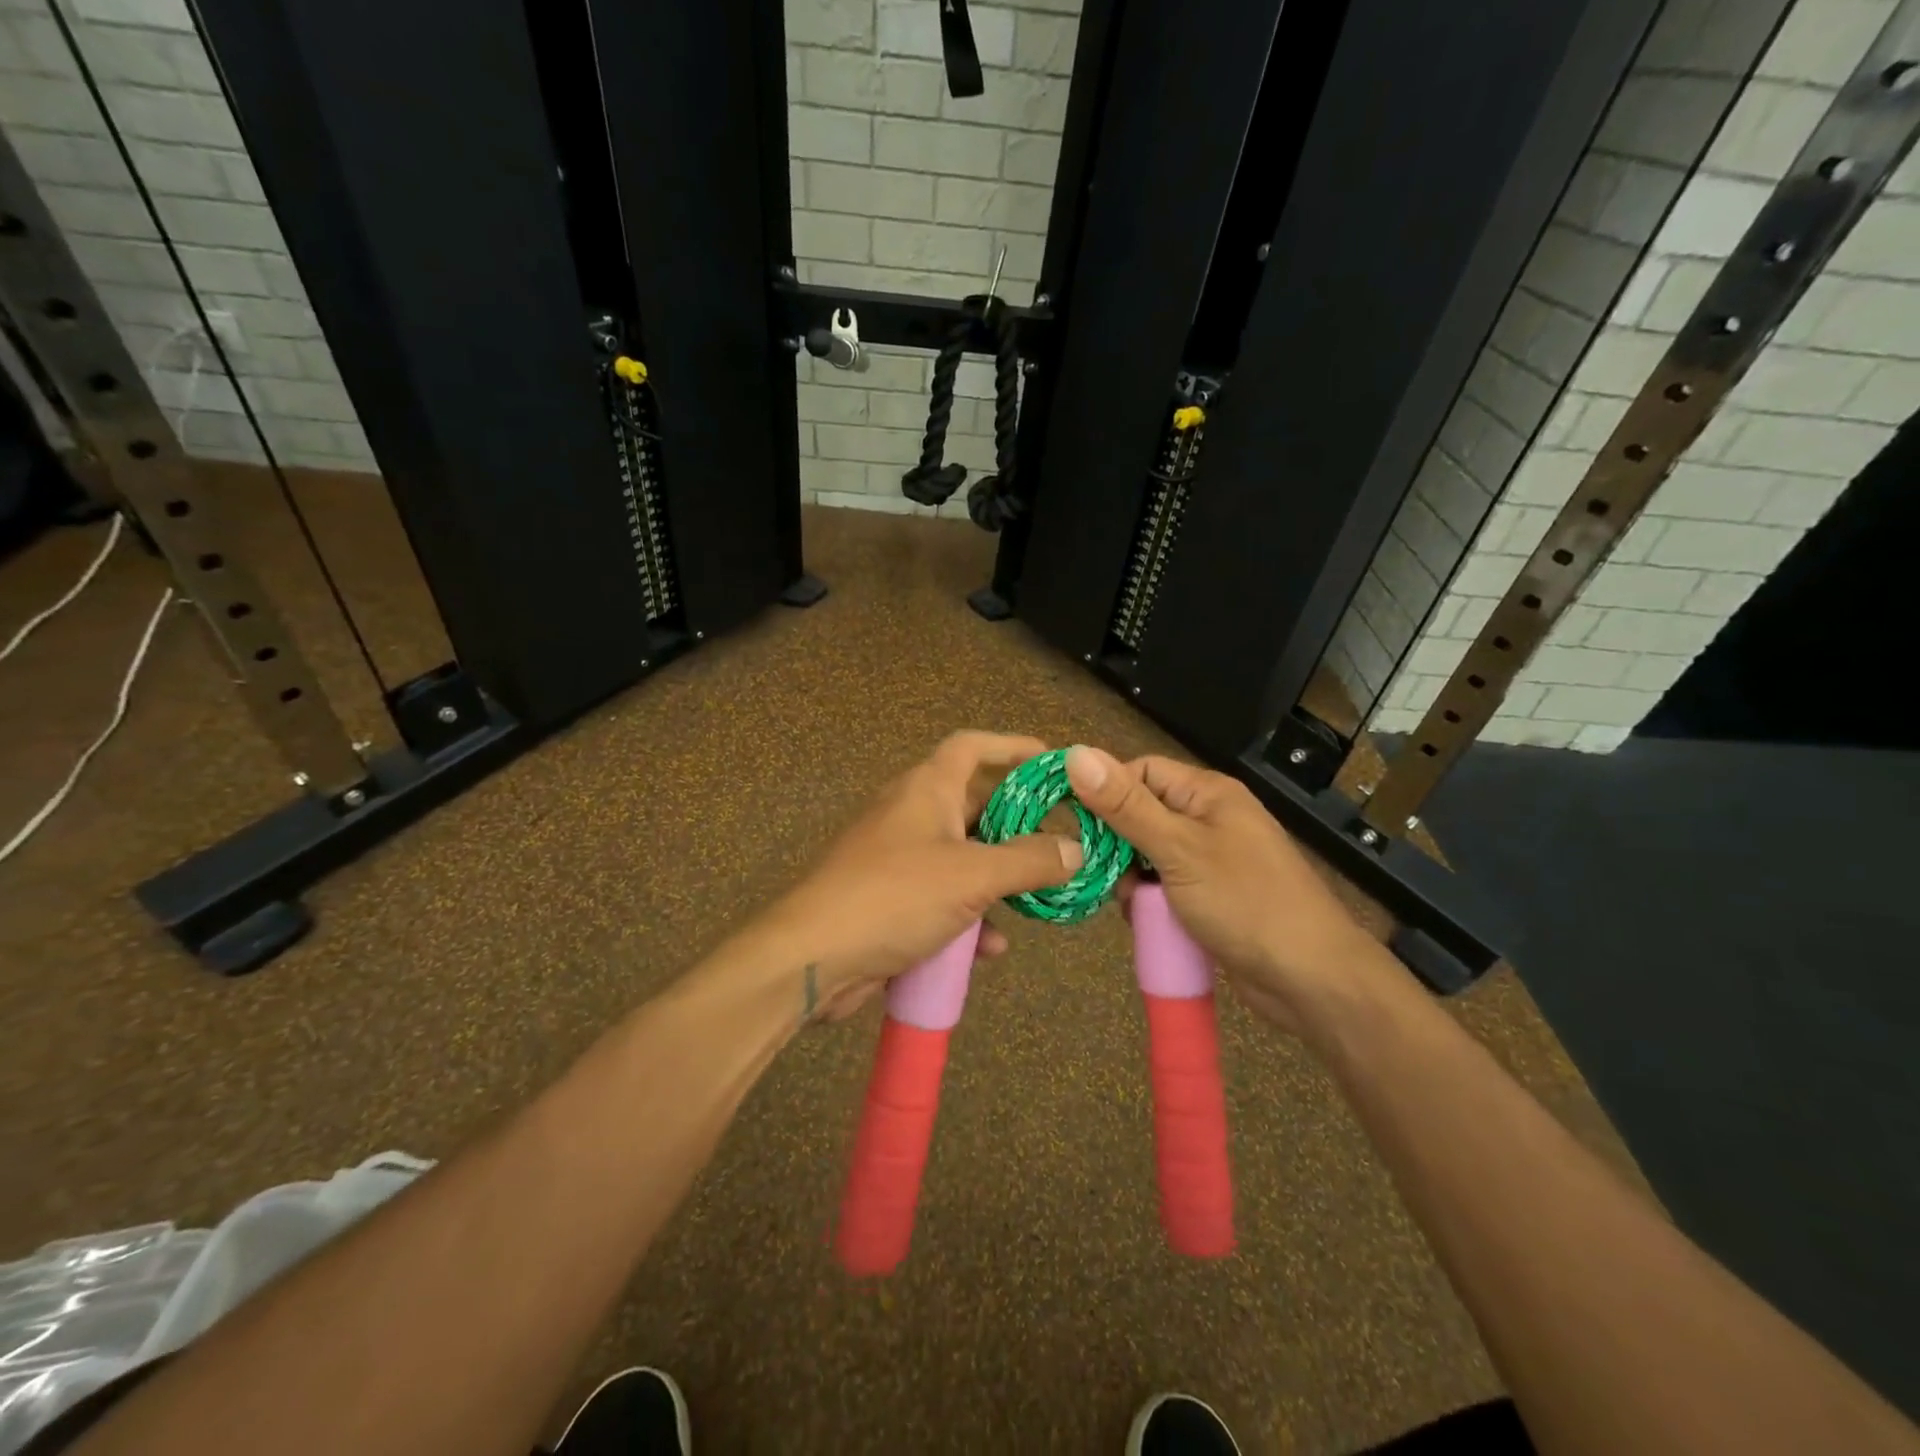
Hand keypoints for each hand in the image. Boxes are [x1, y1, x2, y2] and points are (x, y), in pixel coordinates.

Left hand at [761, 732, 1082, 1021]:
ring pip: (962, 856)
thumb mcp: (971, 875)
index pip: (972, 746)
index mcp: (927, 788)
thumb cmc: (894, 896)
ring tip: (1038, 897)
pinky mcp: (892, 899)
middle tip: (1060, 840)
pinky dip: (970, 916)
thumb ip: (1029, 861)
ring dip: (998, 877)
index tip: (1052, 761)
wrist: (813, 957)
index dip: (1012, 746)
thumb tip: (1076, 850)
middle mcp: (912, 814)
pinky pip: (943, 897)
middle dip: (1017, 824)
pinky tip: (991, 948)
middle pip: (974, 804)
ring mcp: (899, 857)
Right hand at [1065, 745, 1384, 1033]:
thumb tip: (1075, 754)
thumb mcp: (1177, 850)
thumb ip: (1125, 805)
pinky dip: (1150, 902)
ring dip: (1132, 880)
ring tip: (1133, 907)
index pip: (1139, 773)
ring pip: (1148, 856)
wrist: (1311, 980)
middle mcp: (1209, 818)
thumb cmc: (1244, 902)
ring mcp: (1212, 860)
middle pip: (1141, 815)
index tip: (1077, 828)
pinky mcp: (1211, 896)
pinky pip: (1165, 887)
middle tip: (1108, 877)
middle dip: (1118, 846)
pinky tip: (1148, 922)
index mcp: (1207, 793)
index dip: (1105, 794)